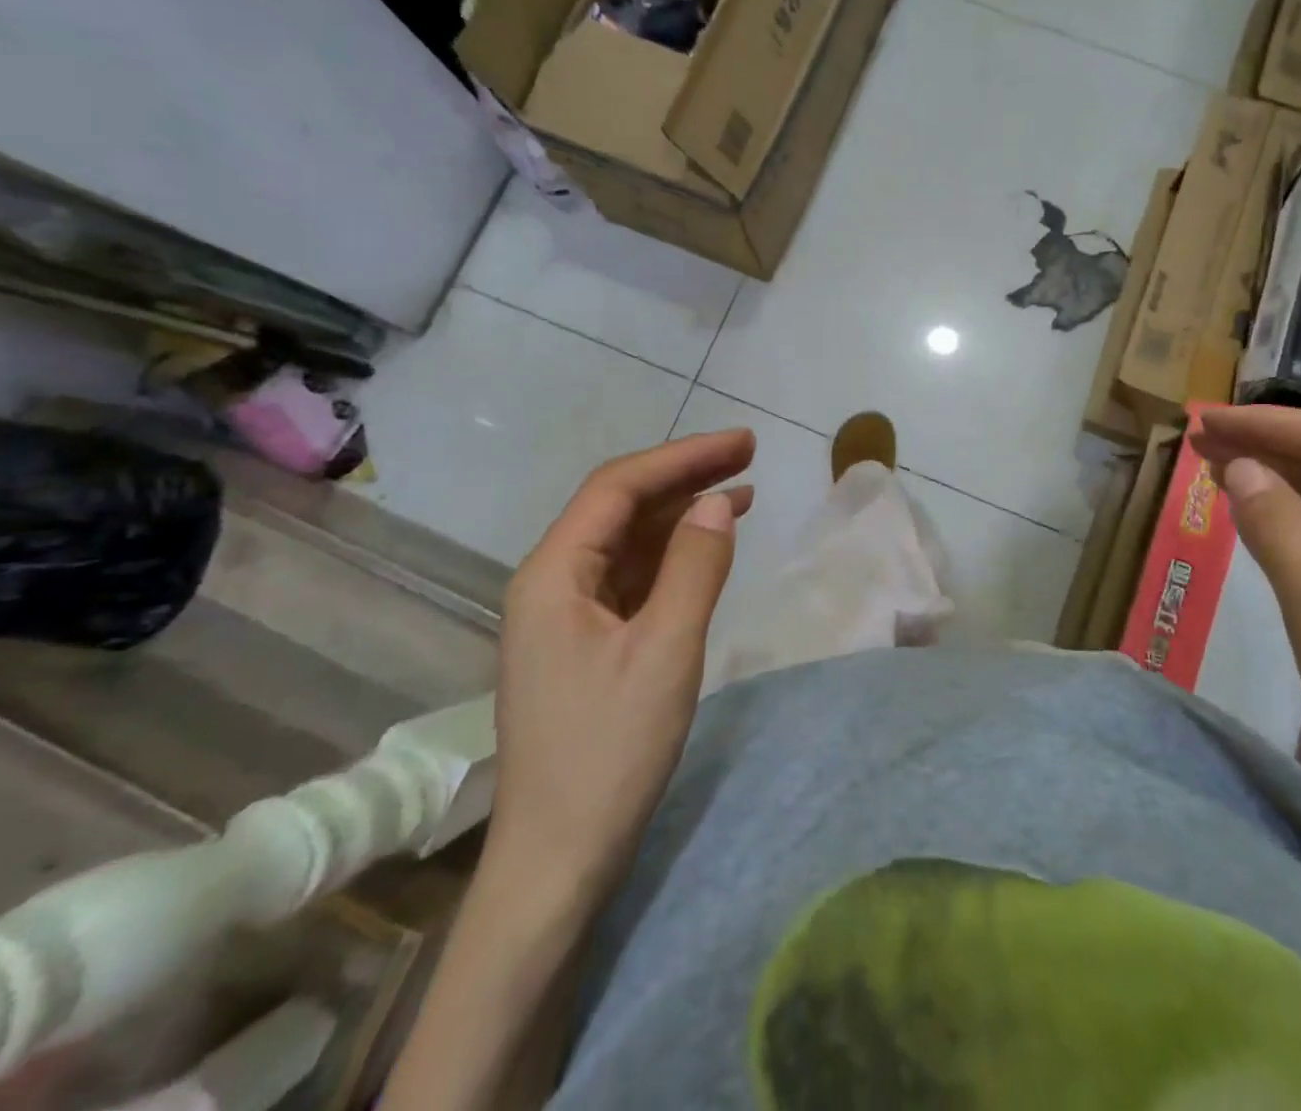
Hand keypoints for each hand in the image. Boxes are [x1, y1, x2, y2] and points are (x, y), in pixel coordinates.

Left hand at [488, 430, 754, 901]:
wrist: (559, 858)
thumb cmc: (610, 752)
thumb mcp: (666, 651)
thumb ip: (694, 567)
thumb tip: (719, 502)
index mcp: (554, 574)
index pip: (619, 488)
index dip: (683, 457)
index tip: (742, 443)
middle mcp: (551, 582)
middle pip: (621, 507)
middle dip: (685, 477)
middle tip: (749, 456)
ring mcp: (565, 614)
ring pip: (628, 541)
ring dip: (682, 514)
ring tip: (743, 493)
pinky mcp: (585, 642)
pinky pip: (631, 577)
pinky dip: (673, 556)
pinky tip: (708, 549)